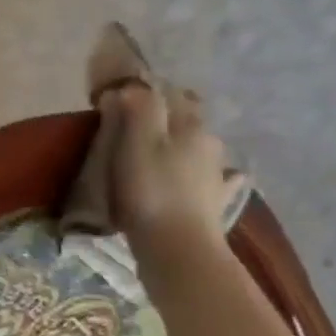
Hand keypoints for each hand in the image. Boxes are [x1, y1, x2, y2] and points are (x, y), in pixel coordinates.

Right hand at [107, 82, 232, 267]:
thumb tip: (133, 86)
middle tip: (134, 125)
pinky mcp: (215, 202)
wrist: (179, 248)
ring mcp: (216, 173)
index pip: (168, 92)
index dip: (143, 90)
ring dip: (182, 143)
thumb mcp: (136, 142)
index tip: (118, 98)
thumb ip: (138, 107)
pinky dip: (208, 176)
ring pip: (198, 146)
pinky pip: (215, 180)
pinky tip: (212, 179)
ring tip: (159, 152)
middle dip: (164, 115)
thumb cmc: (150, 191)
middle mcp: (209, 142)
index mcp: (189, 124)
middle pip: (186, 117)